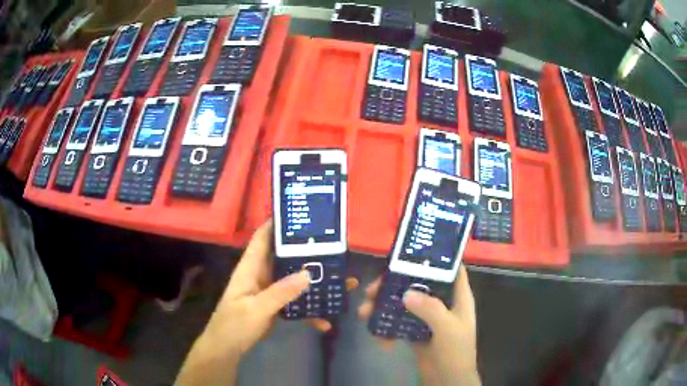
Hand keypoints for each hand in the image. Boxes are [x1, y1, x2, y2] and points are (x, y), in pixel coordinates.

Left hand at [176, 220, 357, 385]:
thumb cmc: (234, 326)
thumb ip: (280, 292)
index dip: (277, 223)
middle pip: (285, 258)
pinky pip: (295, 302)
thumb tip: (308, 273)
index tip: (300, 214)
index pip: (262, 238)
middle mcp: (261, 275)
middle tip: (334, 248)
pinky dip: (309, 310)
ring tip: (342, 282)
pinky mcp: (275, 306)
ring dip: (315, 282)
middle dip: (307, 253)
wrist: (227, 350)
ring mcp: (268, 291)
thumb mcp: (256, 309)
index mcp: (250, 268)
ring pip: (294, 280)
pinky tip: (324, 321)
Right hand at [358, 266, 479, 385]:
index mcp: (458, 298)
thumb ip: (430, 309)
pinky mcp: (416, 334)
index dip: (436, 259)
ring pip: (405, 305)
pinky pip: (399, 324)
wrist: (447, 381)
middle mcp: (443, 305)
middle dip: (395, 285)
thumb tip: (406, 292)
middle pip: (419, 286)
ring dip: (384, 307)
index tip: (411, 252)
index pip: (452, 270)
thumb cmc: (456, 353)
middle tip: (371, 289)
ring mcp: (428, 320)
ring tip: (364, 313)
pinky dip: (387, 329)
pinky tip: (378, 338)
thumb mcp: (448, 329)